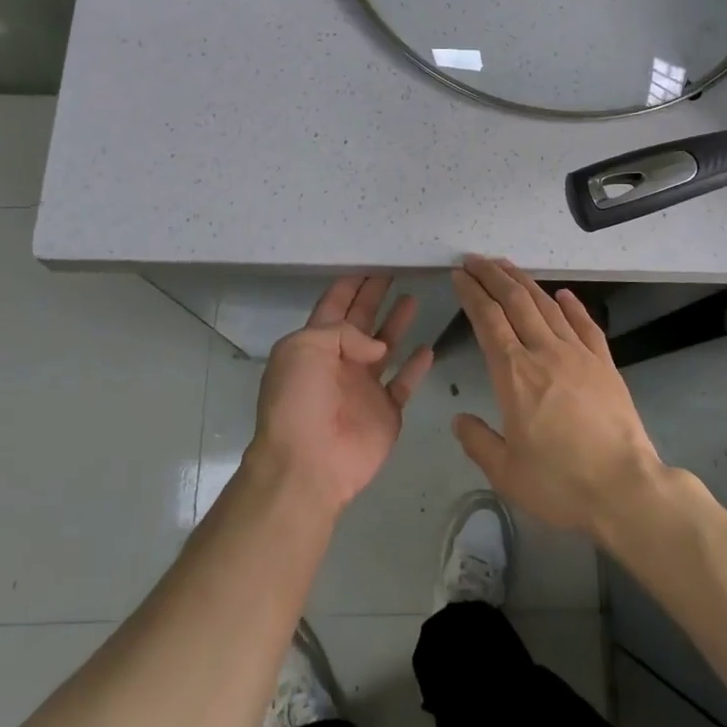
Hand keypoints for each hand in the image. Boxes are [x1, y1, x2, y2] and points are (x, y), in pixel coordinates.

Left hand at [250, 276, 433, 515]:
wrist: (308, 465)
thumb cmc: (298, 402)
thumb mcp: (304, 349)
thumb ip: (343, 332)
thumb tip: (378, 346)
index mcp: (314, 345)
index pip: (333, 306)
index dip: (350, 284)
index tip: (369, 262)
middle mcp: (340, 361)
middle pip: (361, 320)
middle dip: (374, 295)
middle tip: (395, 270)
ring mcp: (364, 387)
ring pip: (385, 346)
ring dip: (397, 323)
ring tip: (413, 298)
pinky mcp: (386, 410)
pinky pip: (404, 382)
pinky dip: (416, 366)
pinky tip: (428, 348)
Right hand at [449, 256, 663, 537]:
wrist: (626, 488)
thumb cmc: (560, 483)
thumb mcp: (506, 472)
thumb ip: (478, 442)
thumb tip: (459, 419)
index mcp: (514, 374)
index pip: (487, 320)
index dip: (471, 293)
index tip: (459, 276)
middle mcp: (544, 353)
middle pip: (515, 301)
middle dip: (492, 275)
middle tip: (474, 260)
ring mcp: (579, 354)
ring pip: (546, 306)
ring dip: (523, 282)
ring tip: (506, 266)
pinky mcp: (605, 364)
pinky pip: (585, 324)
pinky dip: (571, 305)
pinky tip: (562, 294)